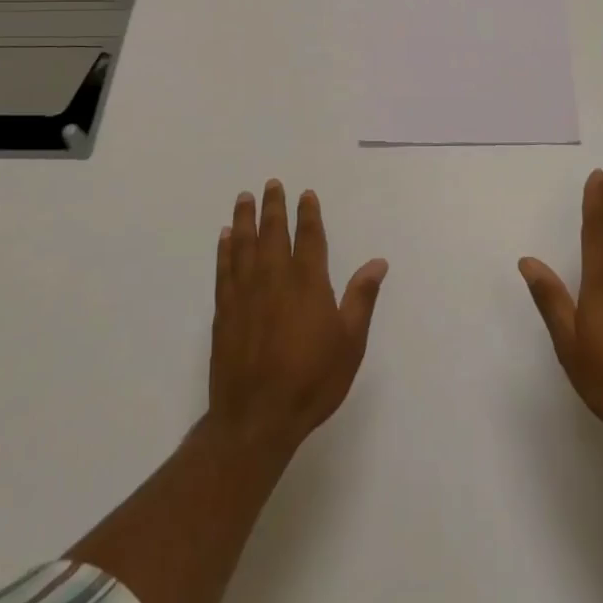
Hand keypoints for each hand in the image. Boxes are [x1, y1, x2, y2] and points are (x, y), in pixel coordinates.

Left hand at [209, 180, 387, 461]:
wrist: (257, 418)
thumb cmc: (312, 381)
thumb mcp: (350, 343)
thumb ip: (361, 298)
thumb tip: (378, 262)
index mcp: (308, 283)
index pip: (309, 238)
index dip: (308, 214)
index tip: (305, 194)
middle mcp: (274, 278)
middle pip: (272, 233)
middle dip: (273, 206)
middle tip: (271, 184)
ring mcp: (245, 294)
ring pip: (244, 245)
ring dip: (245, 219)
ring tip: (244, 197)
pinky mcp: (224, 312)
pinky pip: (223, 270)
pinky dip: (224, 249)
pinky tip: (225, 237)